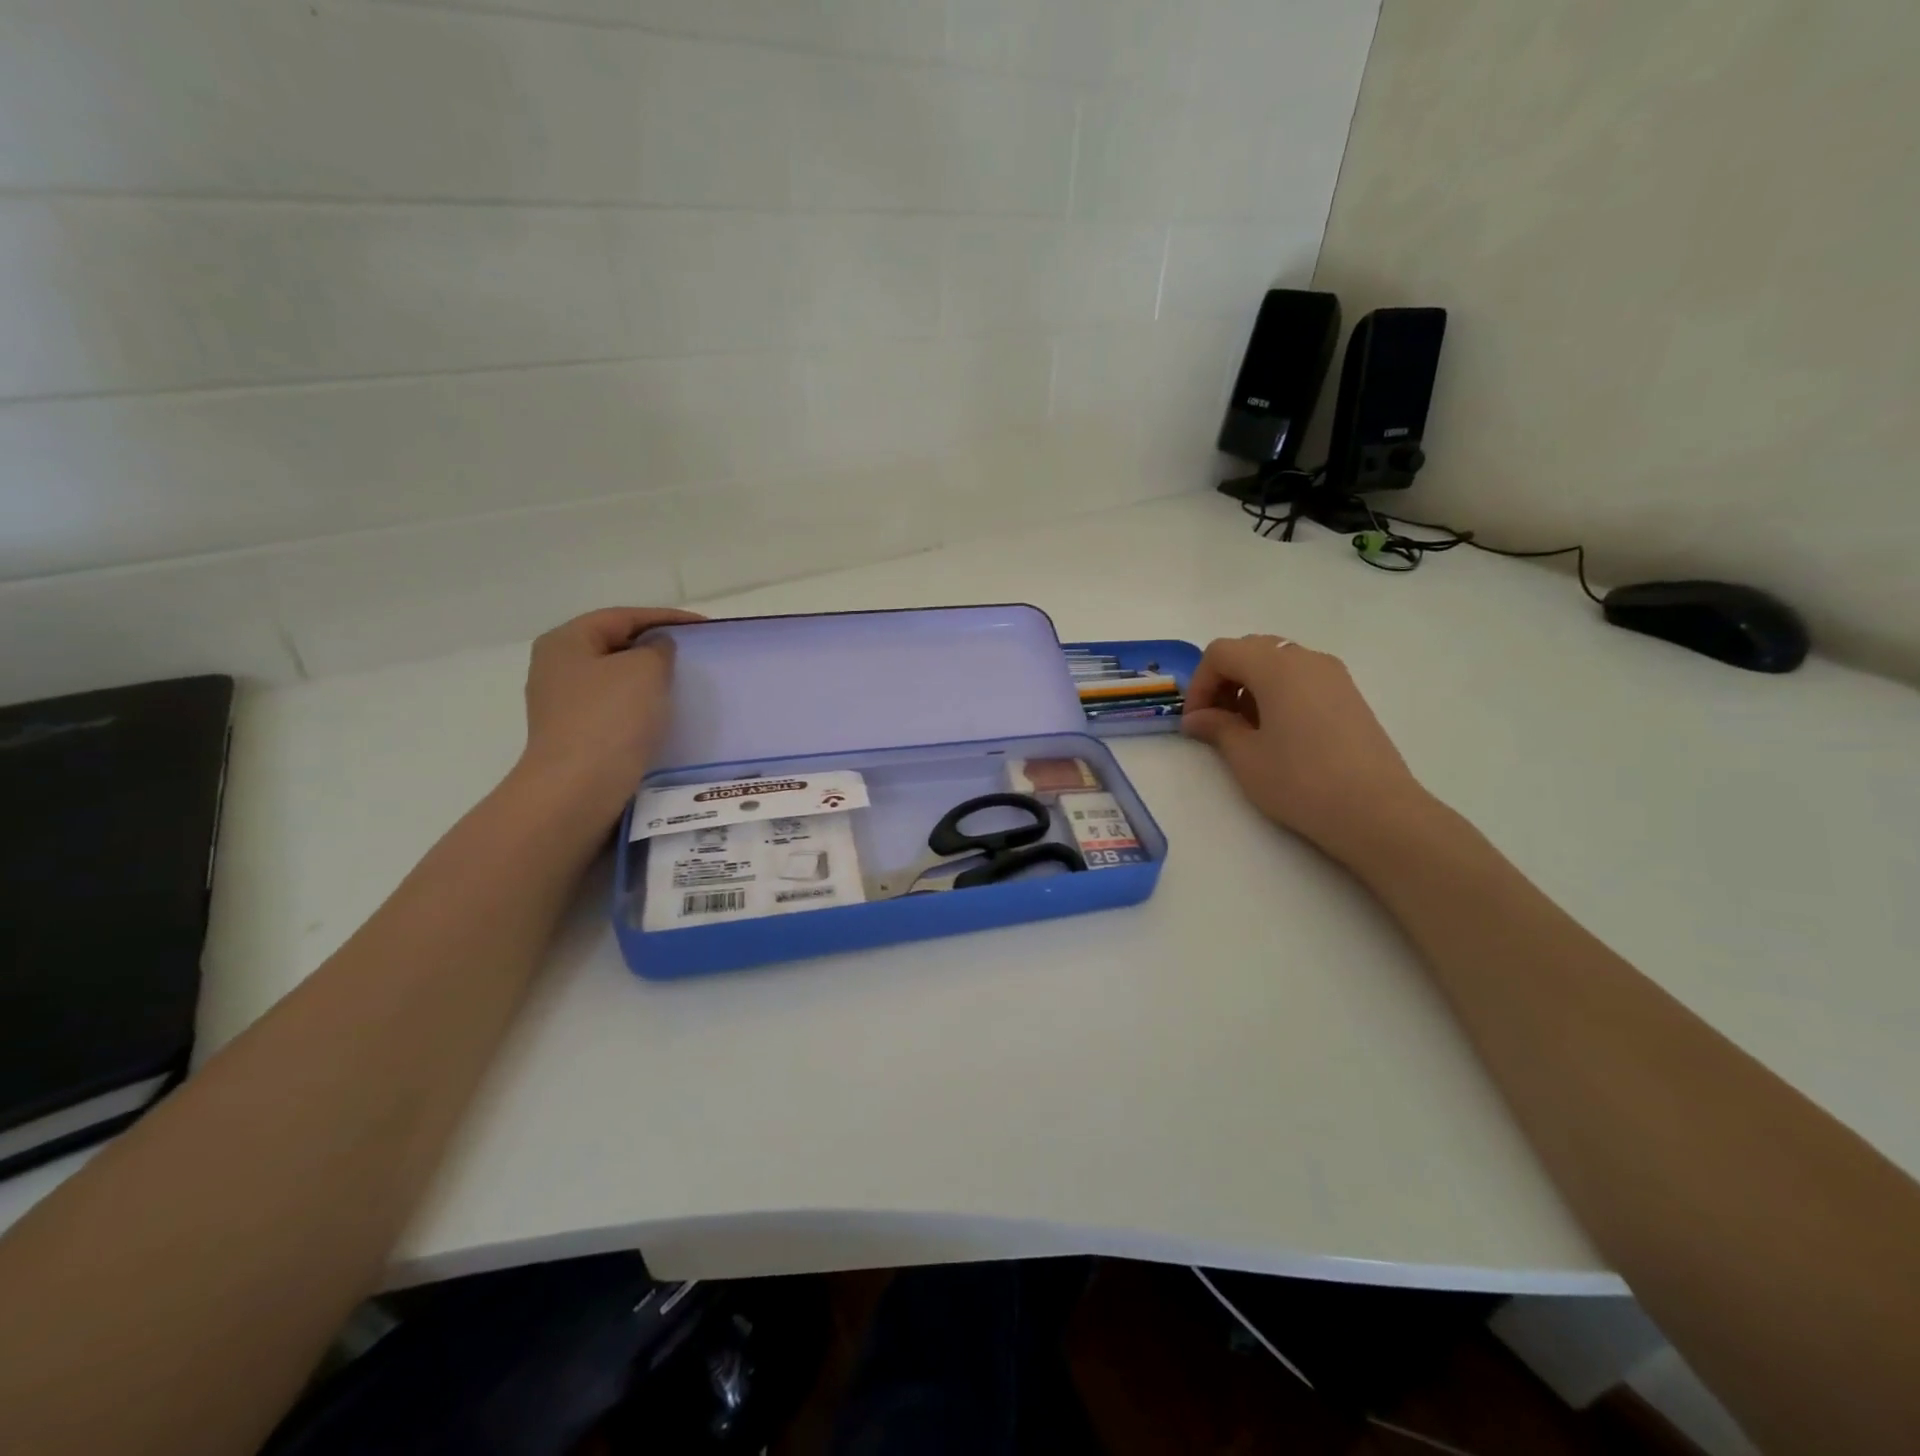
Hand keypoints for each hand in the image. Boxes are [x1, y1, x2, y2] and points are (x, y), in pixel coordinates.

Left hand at [514, 607, 706, 819]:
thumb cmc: (610, 719)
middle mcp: (557, 667)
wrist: (579, 788)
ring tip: (685, 684)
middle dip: (656, 647)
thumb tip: (657, 649)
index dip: (667, 618)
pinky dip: (641, 706)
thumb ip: (658, 649)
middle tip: (694, 653)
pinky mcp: (576, 735)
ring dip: (649, 679)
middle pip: (616, 645)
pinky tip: (664, 715)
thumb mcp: (645, 669)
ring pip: (616, 679)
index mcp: (566, 641)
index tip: (705, 627)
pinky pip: (616, 709)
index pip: (623, 617)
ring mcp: (563, 704)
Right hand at [1181, 634, 1430, 865]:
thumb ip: (1217, 728)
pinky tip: (1278, 732)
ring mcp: (1333, 675)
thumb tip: (1197, 718)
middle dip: (1224, 679)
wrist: (1375, 810)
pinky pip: (1302, 678)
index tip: (1195, 720)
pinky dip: (1278, 692)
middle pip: (1250, 650)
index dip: (1200, 682)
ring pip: (1278, 662)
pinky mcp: (1349, 695)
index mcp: (1276, 667)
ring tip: (1246, 729)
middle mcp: (1306, 659)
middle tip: (1215, 720)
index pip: (1221, 653)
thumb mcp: (1246, 757)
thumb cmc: (1300, 781)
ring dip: (1251, 685)